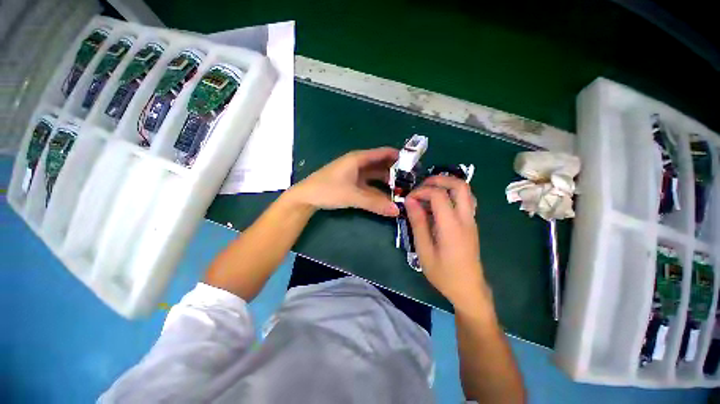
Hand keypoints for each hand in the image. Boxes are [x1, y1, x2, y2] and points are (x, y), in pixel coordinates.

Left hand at [288, 147, 399, 216]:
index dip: (399, 157)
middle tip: (410, 182)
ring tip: (402, 190)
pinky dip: (377, 189)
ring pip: (375, 176)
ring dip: (387, 182)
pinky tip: (386, 197)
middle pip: (381, 165)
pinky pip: (369, 185)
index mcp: (358, 159)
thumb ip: (375, 203)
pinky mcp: (351, 183)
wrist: (305, 197)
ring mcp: (354, 174)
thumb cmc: (327, 190)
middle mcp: (358, 164)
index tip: (414, 165)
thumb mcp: (353, 196)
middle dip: (395, 172)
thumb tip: (397, 211)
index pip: (384, 153)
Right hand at [405, 175, 490, 309]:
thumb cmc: (444, 273)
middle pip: (459, 185)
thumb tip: (410, 201)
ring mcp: (471, 220)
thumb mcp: (424, 250)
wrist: (469, 289)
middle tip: (421, 186)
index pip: (439, 195)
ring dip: (445, 185)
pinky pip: (463, 200)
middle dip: (439, 179)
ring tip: (427, 193)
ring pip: (464, 190)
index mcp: (452, 226)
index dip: (421, 191)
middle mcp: (465, 218)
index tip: (409, 199)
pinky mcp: (471, 224)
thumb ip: (418, 223)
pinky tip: (435, 206)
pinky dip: (449, 195)